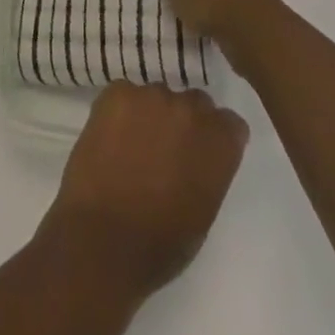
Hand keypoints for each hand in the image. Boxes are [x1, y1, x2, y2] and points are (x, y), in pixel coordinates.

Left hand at [39, 82, 247, 297]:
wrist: (104, 239)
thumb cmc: (161, 242)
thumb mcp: (204, 210)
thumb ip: (208, 170)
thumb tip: (197, 157)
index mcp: (219, 142)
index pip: (229, 123)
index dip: (215, 137)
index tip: (203, 153)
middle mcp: (189, 109)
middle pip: (194, 103)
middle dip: (184, 122)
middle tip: (166, 148)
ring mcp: (150, 96)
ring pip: (157, 97)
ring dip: (152, 115)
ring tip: (134, 144)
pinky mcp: (116, 93)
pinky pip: (125, 95)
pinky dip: (121, 112)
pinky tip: (111, 138)